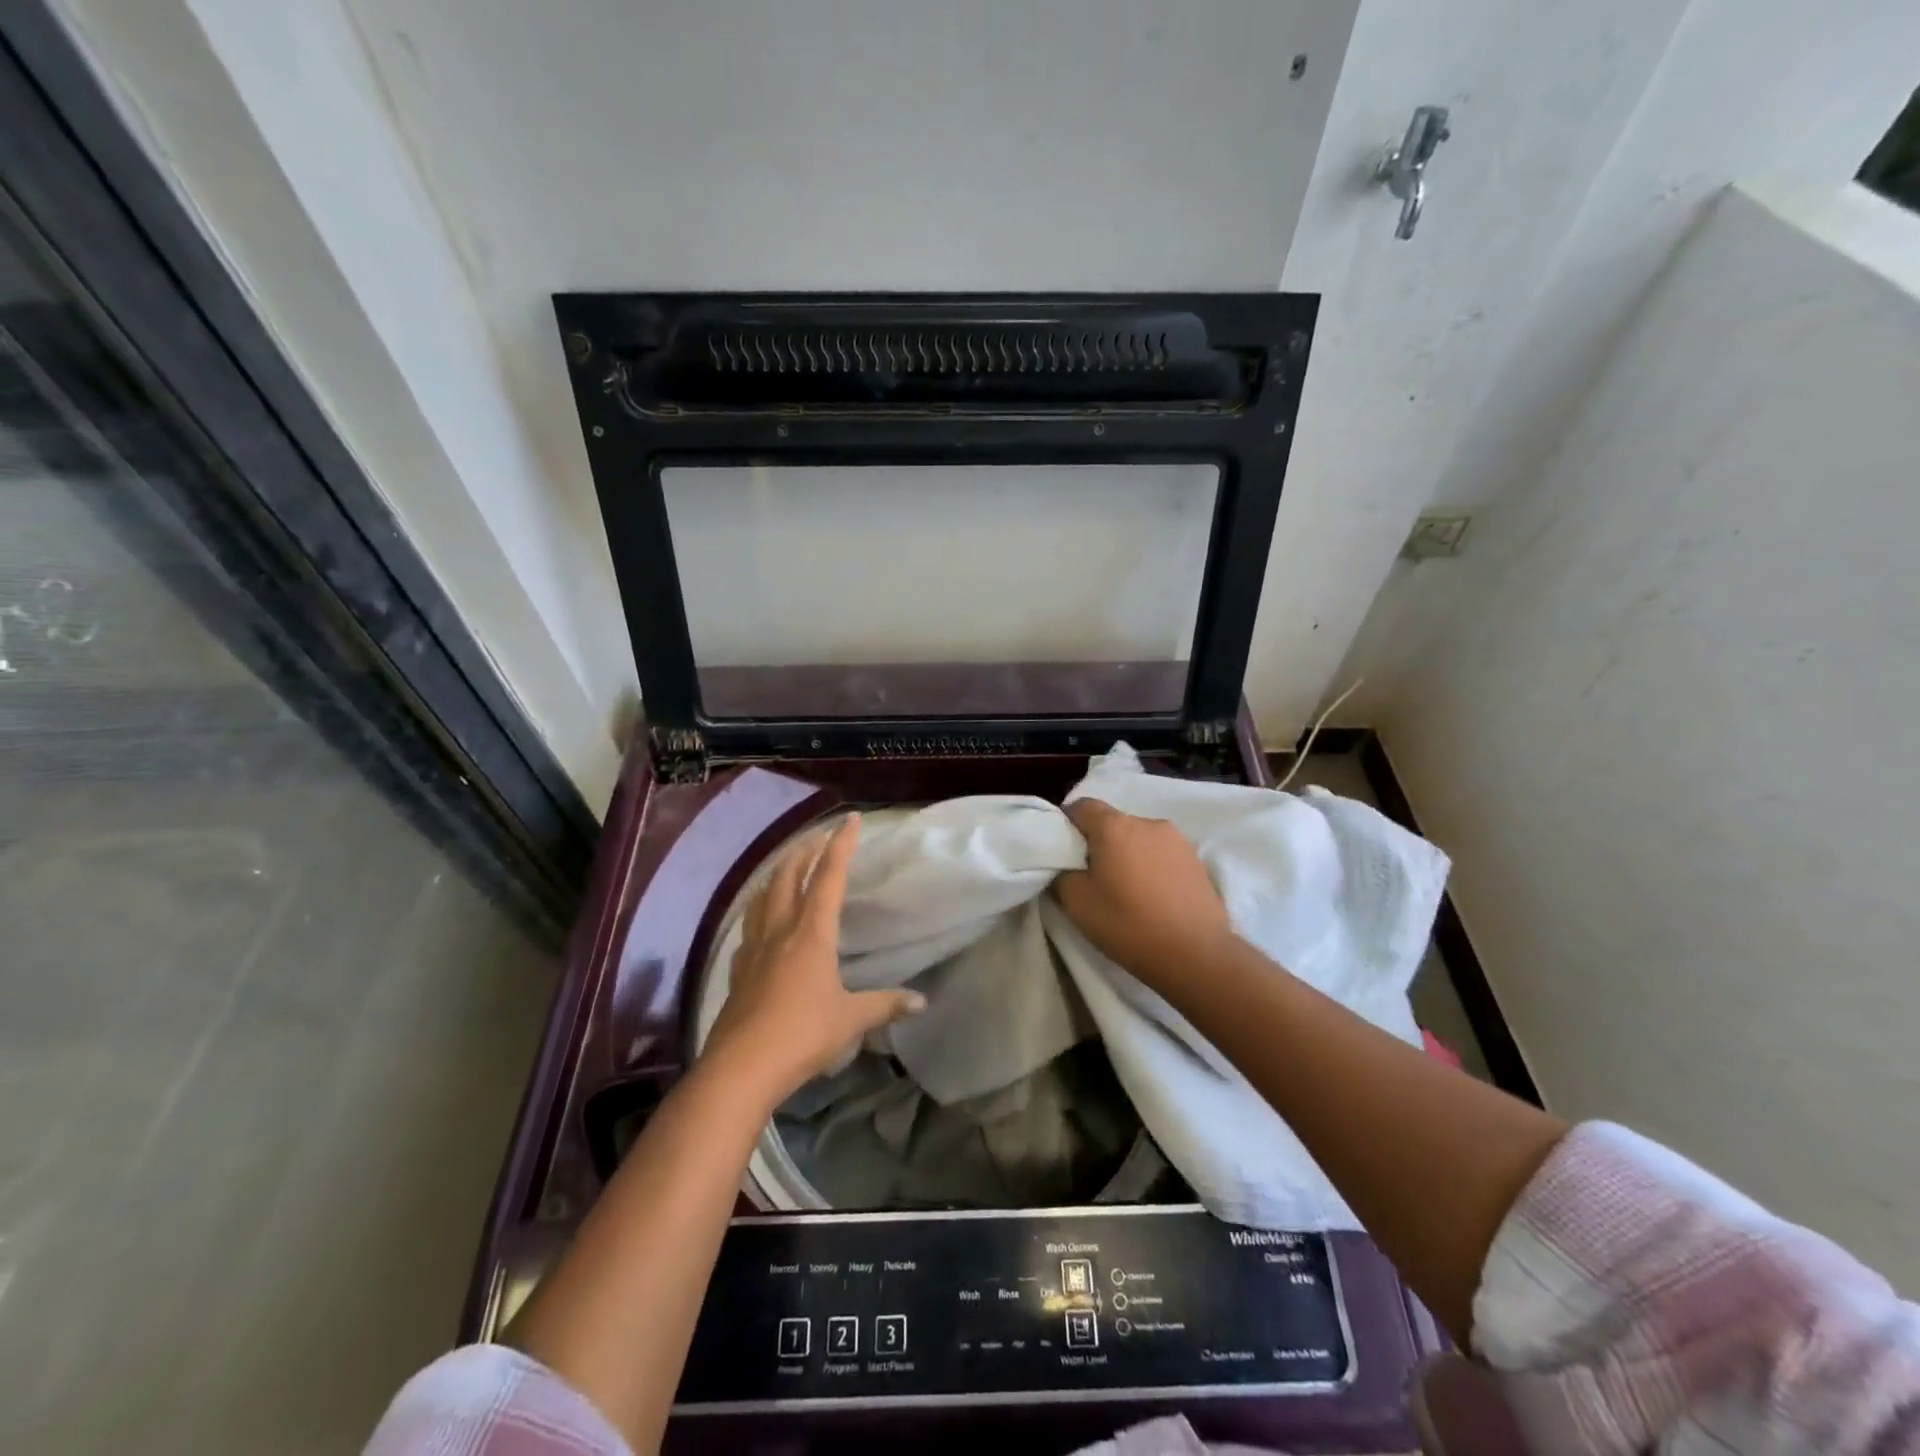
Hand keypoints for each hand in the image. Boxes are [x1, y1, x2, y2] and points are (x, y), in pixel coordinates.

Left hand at [704, 814, 923, 1109]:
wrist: (740, 1068)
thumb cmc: (802, 1035)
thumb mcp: (851, 1020)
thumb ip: (885, 1005)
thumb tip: (921, 1002)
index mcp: (812, 933)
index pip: (829, 877)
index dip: (841, 845)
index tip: (850, 819)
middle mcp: (781, 930)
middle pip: (789, 876)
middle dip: (805, 851)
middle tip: (819, 837)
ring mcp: (755, 948)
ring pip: (764, 896)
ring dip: (778, 873)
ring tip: (787, 866)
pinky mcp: (738, 969)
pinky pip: (750, 924)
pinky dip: (760, 907)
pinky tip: (762, 919)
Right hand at [1054, 799, 1233, 987]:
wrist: (1196, 955)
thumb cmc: (1129, 925)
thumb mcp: (1077, 904)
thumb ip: (1062, 874)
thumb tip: (1064, 864)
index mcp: (1114, 826)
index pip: (1081, 807)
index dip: (1067, 826)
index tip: (1064, 854)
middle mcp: (1146, 822)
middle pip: (1112, 822)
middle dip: (1098, 842)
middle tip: (1092, 877)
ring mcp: (1176, 839)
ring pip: (1138, 837)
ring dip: (1127, 854)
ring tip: (1126, 889)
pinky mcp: (1196, 859)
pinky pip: (1161, 853)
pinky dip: (1151, 866)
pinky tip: (1152, 896)